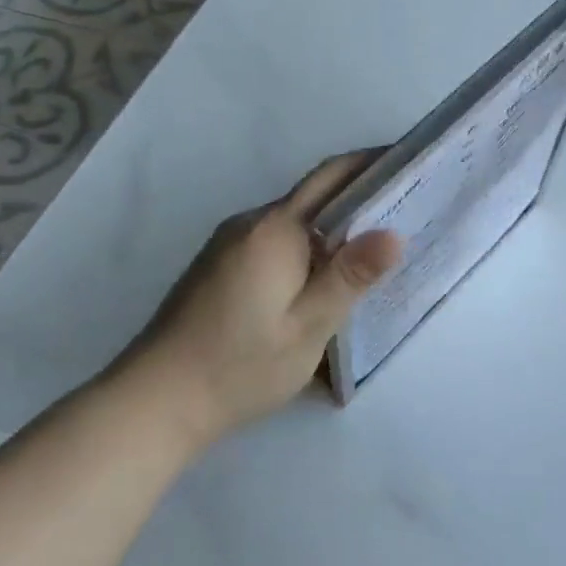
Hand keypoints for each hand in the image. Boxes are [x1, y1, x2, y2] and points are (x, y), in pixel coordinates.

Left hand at [120, 153, 401, 447]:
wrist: (155, 400)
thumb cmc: (240, 365)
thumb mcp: (308, 328)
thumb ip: (349, 276)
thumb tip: (394, 233)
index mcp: (276, 230)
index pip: (332, 178)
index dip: (371, 165)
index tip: (410, 165)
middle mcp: (250, 223)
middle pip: (313, 196)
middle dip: (358, 196)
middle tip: (406, 212)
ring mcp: (229, 243)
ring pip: (292, 222)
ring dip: (331, 226)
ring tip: (374, 248)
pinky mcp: (218, 265)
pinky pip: (273, 241)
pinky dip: (305, 247)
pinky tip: (322, 277)